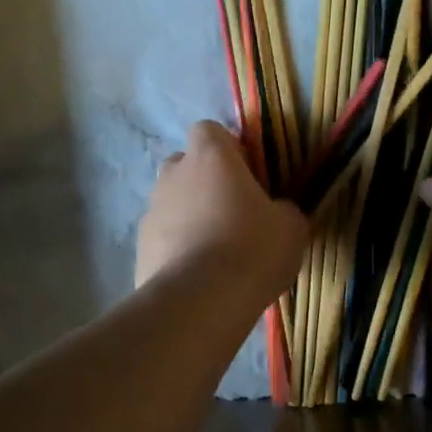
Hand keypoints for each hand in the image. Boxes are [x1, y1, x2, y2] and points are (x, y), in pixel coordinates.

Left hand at [136, 121, 307, 297]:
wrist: (200, 300)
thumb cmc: (252, 249)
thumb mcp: (291, 227)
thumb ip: (284, 209)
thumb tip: (278, 211)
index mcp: (210, 157)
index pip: (209, 130)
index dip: (228, 149)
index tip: (246, 175)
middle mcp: (174, 175)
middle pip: (185, 165)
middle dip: (204, 182)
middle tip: (232, 213)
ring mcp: (151, 211)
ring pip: (171, 203)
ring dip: (190, 217)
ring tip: (216, 252)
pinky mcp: (140, 247)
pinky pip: (163, 238)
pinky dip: (177, 249)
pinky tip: (198, 276)